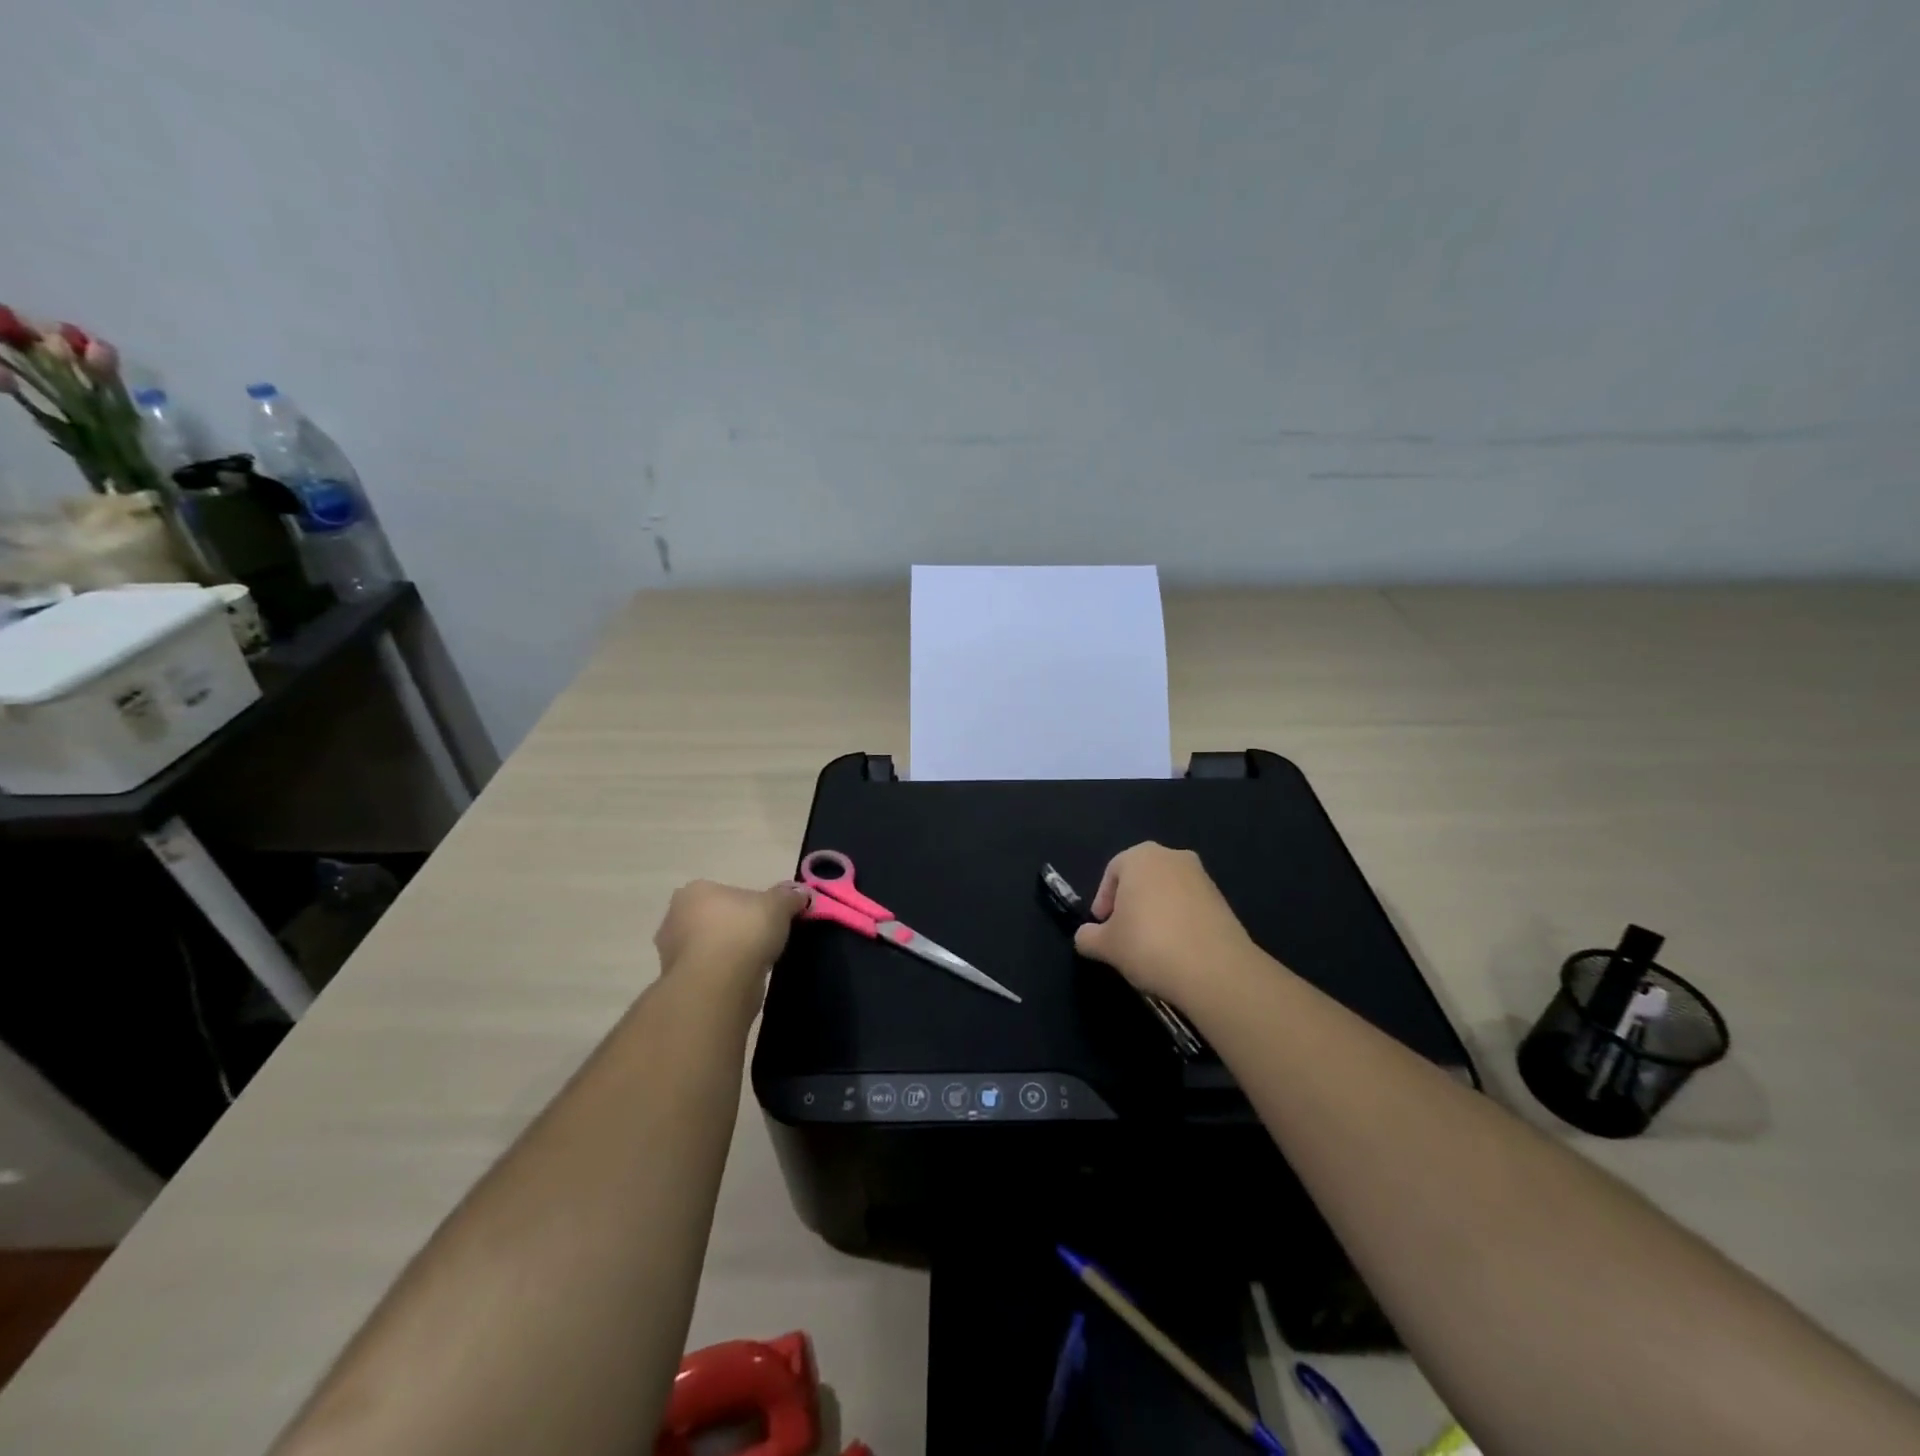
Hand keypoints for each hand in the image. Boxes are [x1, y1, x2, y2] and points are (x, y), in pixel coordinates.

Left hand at [653, 880, 807, 983]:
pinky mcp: (678, 983)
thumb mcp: (778, 905)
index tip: (767, 917)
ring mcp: (671, 953)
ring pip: (708, 947)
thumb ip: (789, 896)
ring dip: (728, 953)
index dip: (748, 904)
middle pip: (713, 919)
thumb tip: (801, 893)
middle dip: (734, 928)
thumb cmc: (744, 931)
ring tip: (756, 962)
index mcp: (694, 891)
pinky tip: (743, 980)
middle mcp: (674, 918)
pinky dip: (723, 975)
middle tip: (763, 938)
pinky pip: (707, 972)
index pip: (724, 892)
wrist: (719, 985)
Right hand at [1072, 843, 1255, 1002]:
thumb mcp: (1106, 946)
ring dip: (1155, 912)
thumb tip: (1085, 936)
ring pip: (1167, 891)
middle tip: (1122, 933)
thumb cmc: (1148, 945)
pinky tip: (1175, 950)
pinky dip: (1179, 921)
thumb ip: (1088, 937)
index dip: (1103, 899)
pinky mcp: (1222, 901)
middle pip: (1141, 877)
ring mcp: (1202, 877)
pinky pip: (1190, 906)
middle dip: (1130, 902)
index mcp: (1140, 857)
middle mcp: (1172, 857)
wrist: (1215, 969)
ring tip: (1150, 945)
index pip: (1112, 872)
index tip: (1102, 926)